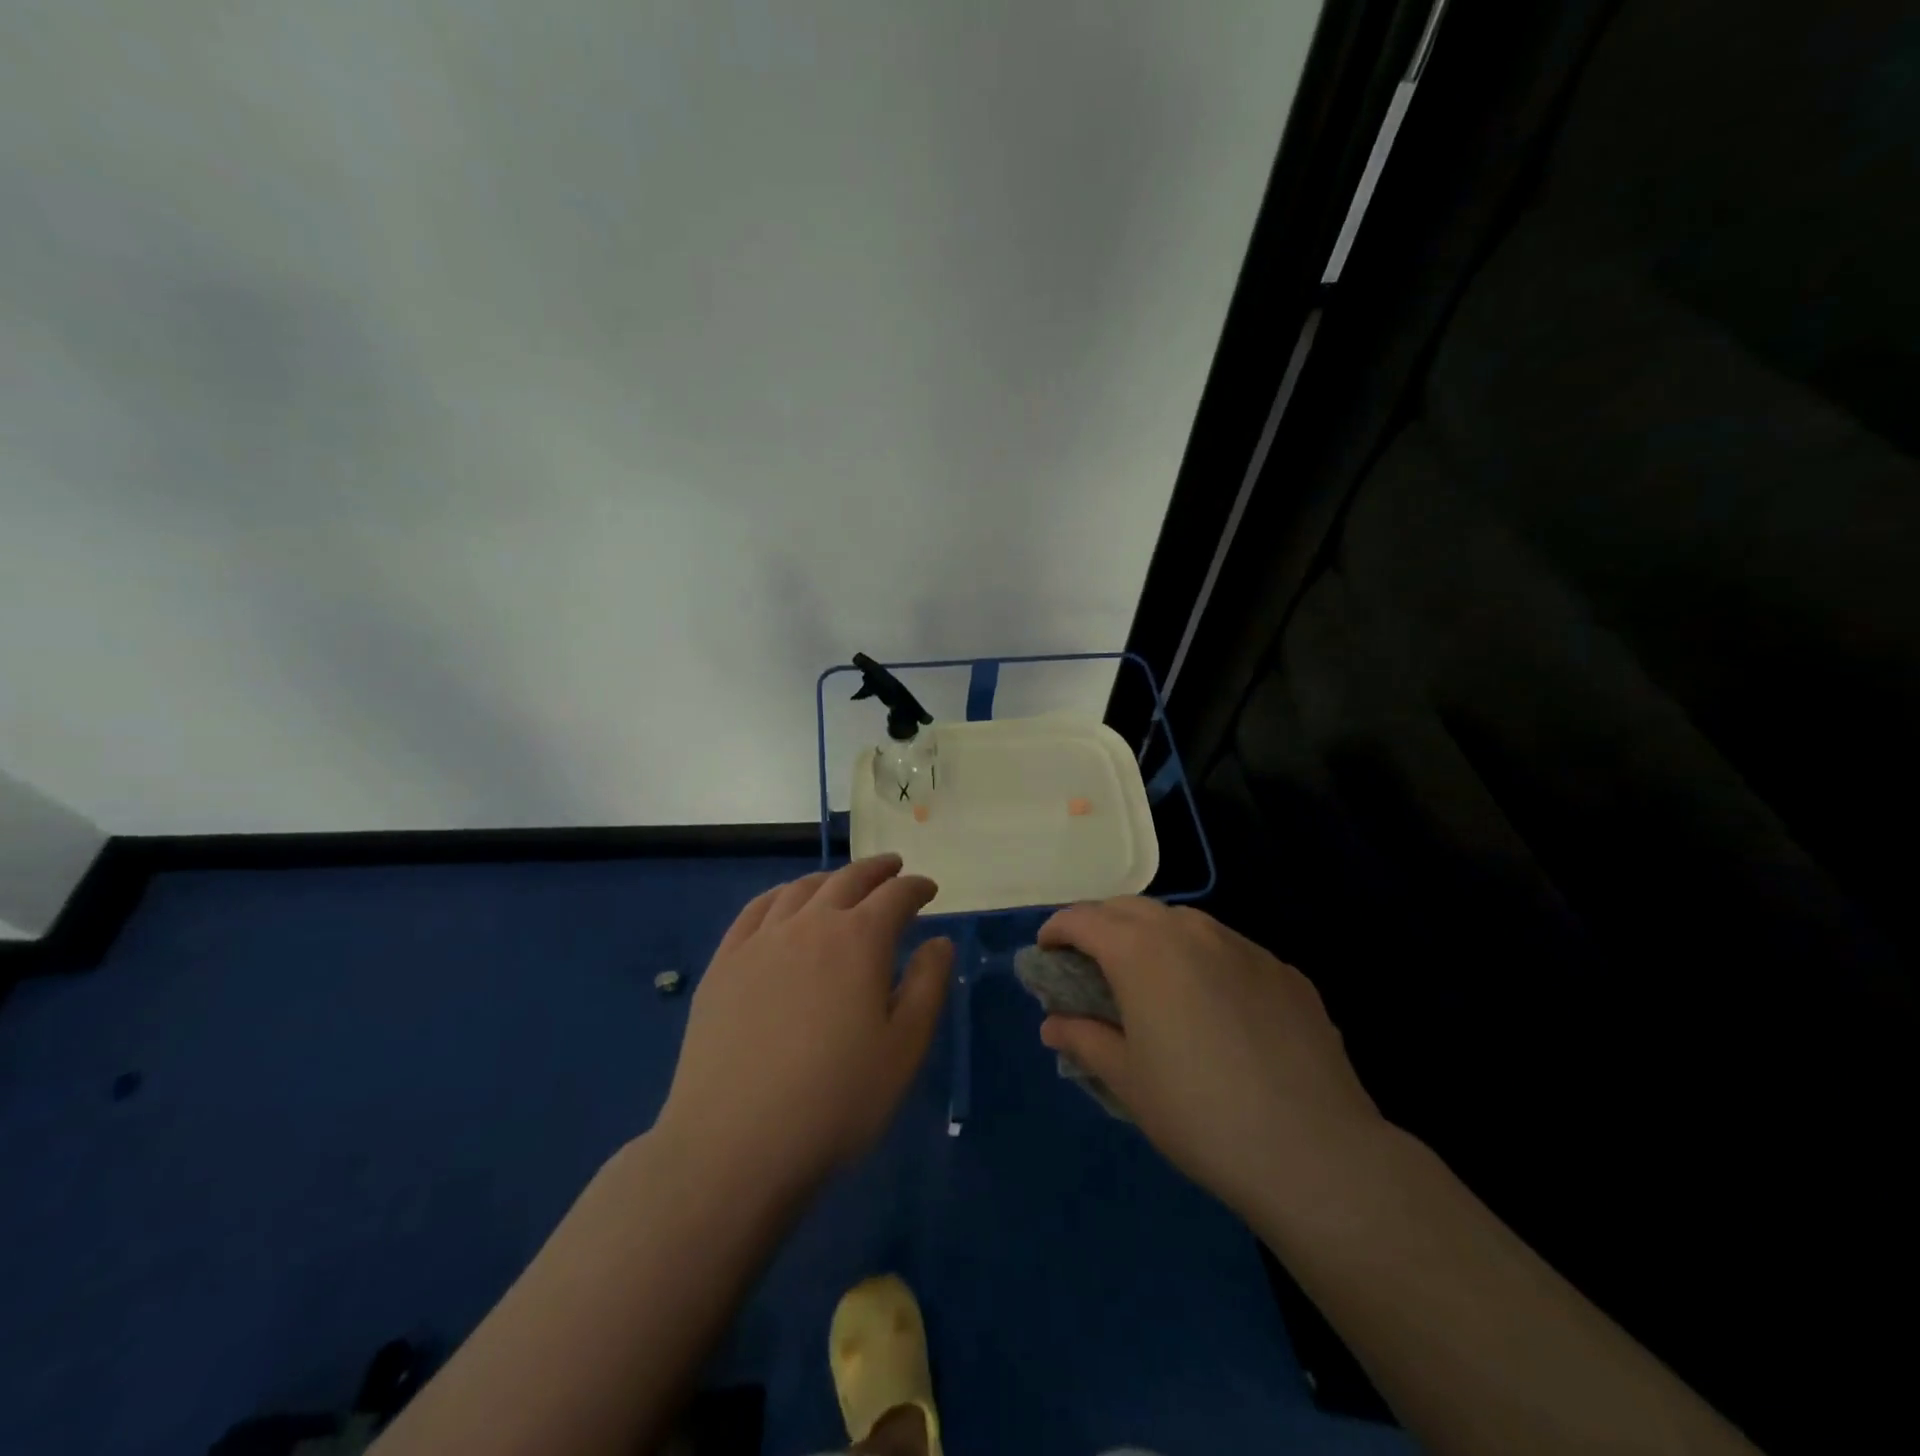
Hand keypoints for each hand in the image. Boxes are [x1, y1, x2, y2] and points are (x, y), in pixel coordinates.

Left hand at [655, 855, 951, 1196]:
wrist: (734, 1144)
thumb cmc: (836, 1101)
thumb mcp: (904, 1050)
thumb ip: (927, 986)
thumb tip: (940, 942)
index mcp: (859, 940)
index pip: (896, 896)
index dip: (916, 887)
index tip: (929, 889)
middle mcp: (810, 924)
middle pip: (848, 880)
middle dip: (876, 870)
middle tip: (893, 868)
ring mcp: (761, 940)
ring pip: (801, 889)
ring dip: (830, 878)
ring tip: (842, 882)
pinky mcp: (724, 963)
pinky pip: (755, 910)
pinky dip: (779, 894)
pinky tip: (784, 902)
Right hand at [1037, 898, 1383, 1218]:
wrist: (1314, 1151)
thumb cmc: (1199, 1114)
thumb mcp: (1127, 1080)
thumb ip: (1083, 1040)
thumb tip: (1054, 1025)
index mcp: (1141, 951)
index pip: (1084, 919)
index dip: (1057, 929)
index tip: (1046, 951)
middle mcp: (1190, 931)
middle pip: (1131, 908)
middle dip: (1101, 925)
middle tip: (1090, 962)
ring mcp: (1243, 946)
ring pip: (1183, 922)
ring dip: (1153, 937)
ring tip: (1150, 978)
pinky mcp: (1283, 970)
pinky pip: (1228, 949)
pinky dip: (1203, 960)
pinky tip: (1213, 1006)